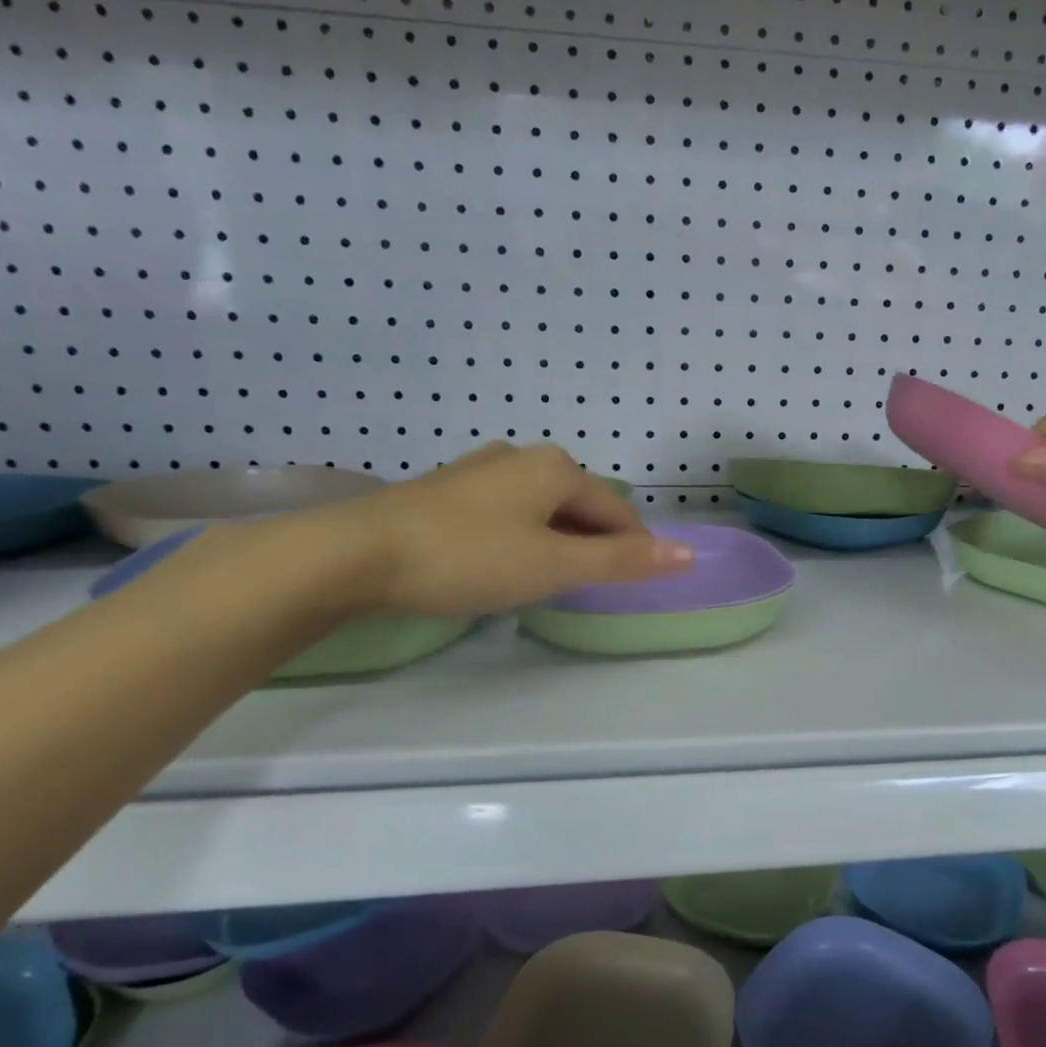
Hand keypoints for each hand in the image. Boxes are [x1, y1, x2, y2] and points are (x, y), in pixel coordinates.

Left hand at [282, 443, 692, 616]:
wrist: (356, 553)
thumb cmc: (468, 557)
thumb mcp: (554, 566)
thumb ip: (621, 561)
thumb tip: (688, 555)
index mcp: (556, 468)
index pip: (616, 510)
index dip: (632, 547)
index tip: (631, 584)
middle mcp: (522, 457)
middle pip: (579, 505)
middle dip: (591, 544)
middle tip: (584, 589)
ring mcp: (480, 470)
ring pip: (541, 508)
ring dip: (556, 541)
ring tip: (546, 580)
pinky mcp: (447, 489)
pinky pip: (506, 512)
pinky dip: (520, 537)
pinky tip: (500, 563)